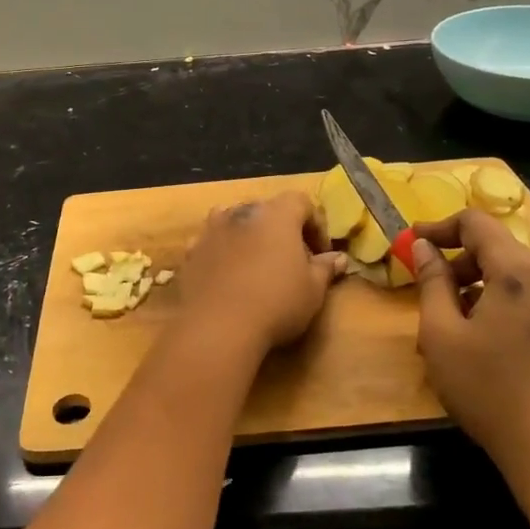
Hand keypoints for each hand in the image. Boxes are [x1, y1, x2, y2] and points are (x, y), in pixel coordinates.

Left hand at [176, 192, 347, 355]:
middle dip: (281, 230)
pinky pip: (211, 243)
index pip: (301, 202)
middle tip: (291, 260)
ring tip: (256, 264)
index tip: (321, 254)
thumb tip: (338, 258)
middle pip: (266, 210)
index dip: (315, 224)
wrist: (218, 326)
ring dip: (248, 236)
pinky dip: (221, 252)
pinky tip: (227, 276)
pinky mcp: (191, 252)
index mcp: (276, 214)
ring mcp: (211, 230)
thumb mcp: (313, 290)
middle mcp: (241, 212)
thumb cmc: (276, 302)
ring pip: (234, 221)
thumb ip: (325, 269)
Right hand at [411, 209, 529, 482]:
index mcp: (521, 271)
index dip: (439, 227)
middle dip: (456, 261)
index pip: (476, 223)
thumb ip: (432, 281)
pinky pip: (526, 294)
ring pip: (510, 272)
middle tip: (426, 289)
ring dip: (474, 284)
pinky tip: (477, 335)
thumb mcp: (442, 333)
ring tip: (446, 320)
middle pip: (495, 247)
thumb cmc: (488, 389)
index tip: (411, 241)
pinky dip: (496, 300)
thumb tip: (423, 247)